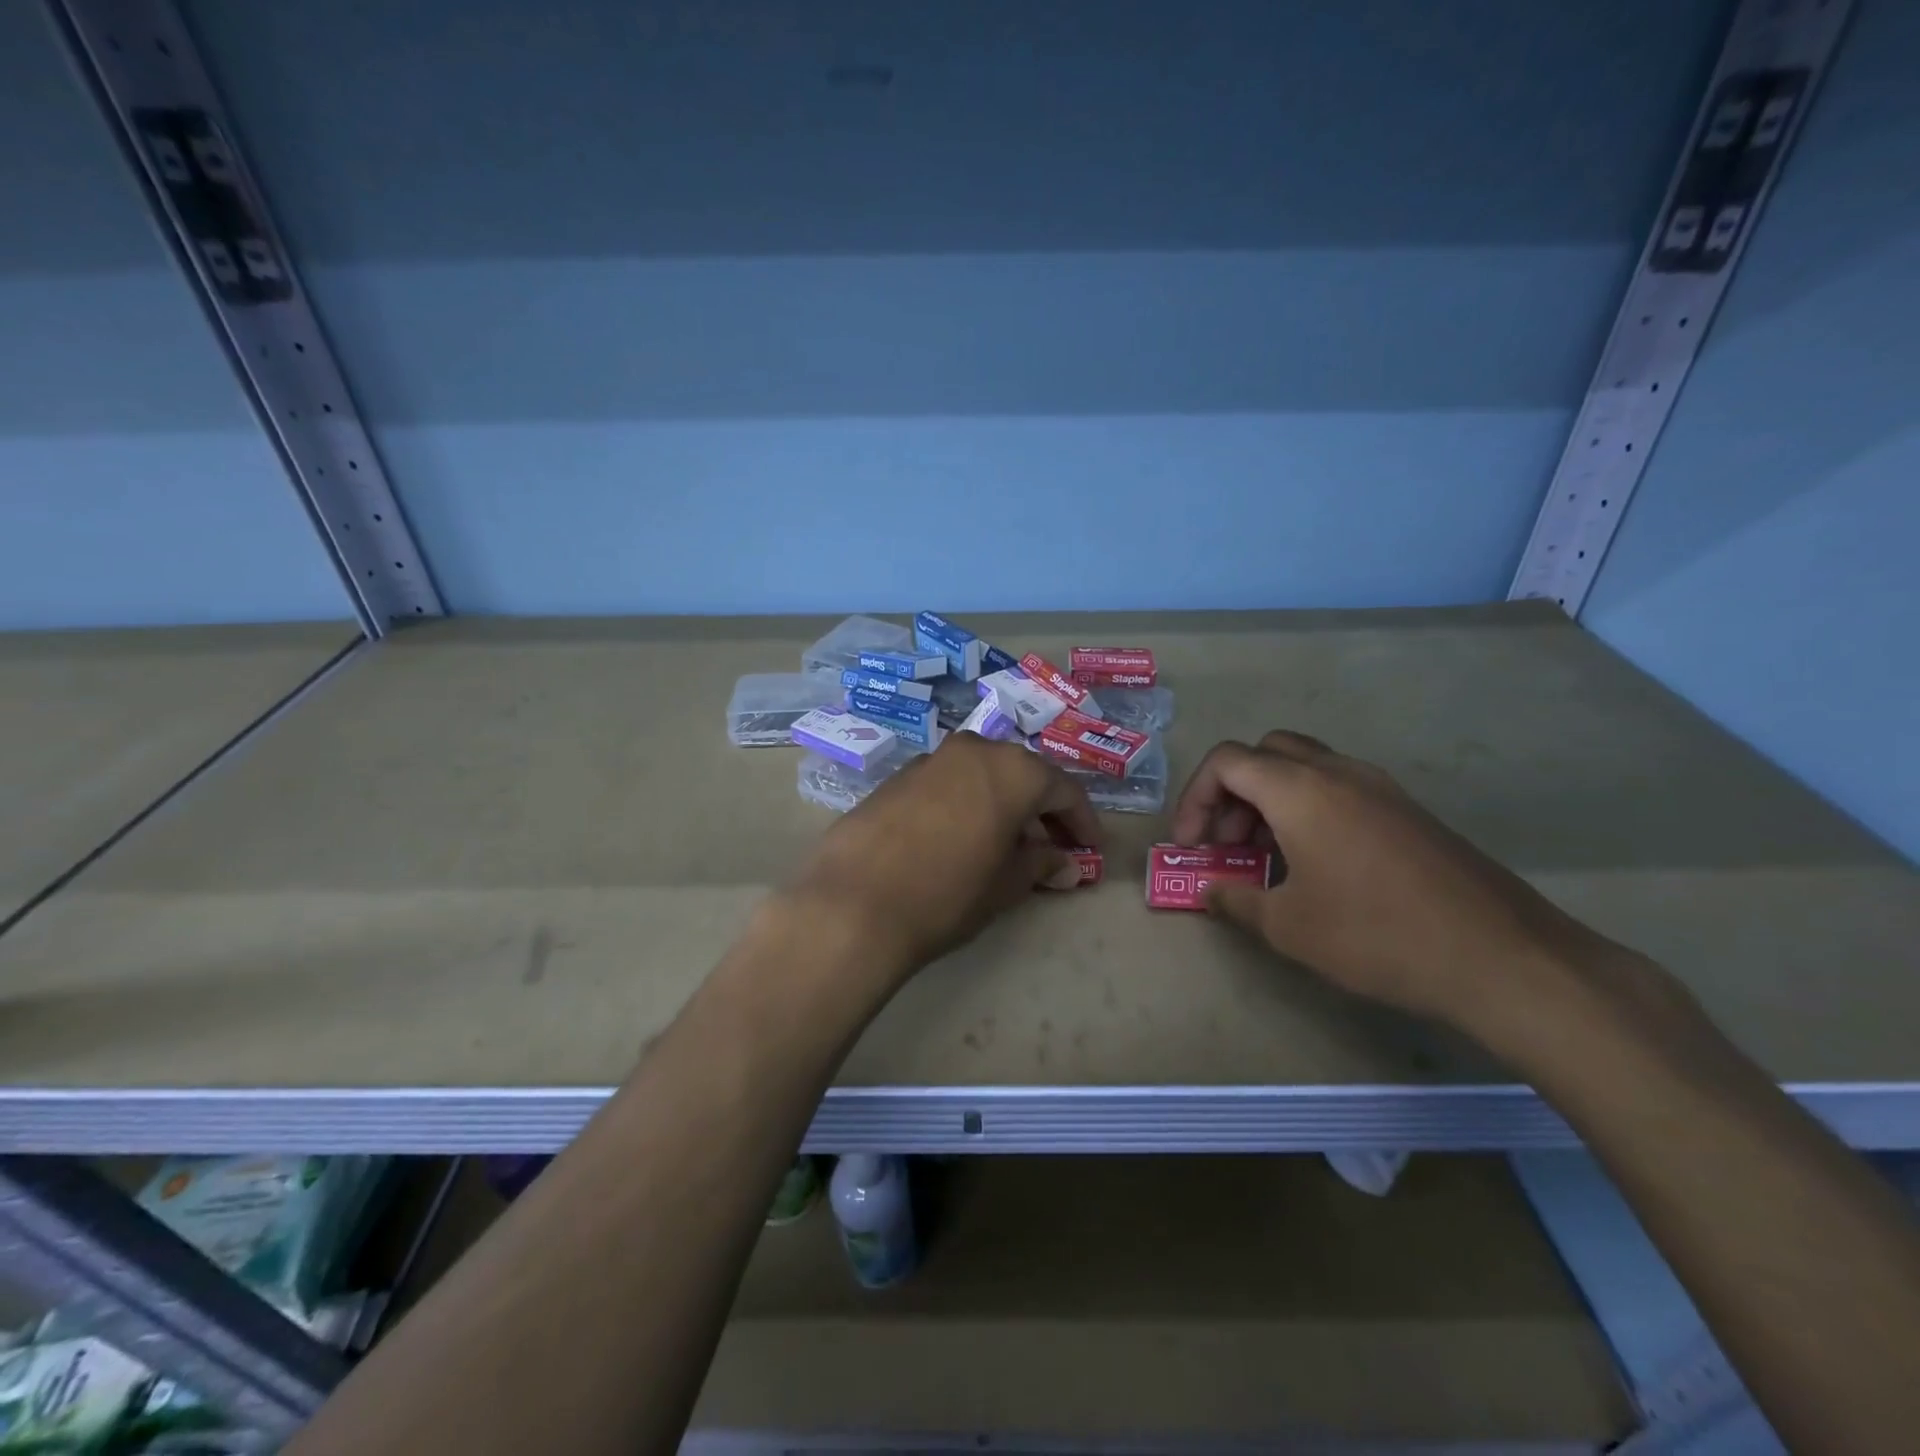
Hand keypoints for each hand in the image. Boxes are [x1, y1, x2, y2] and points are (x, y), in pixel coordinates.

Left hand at [790, 734, 1100, 984]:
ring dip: (1001, 803)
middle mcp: (974, 750)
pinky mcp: (896, 777)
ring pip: (981, 775)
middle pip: (1022, 774)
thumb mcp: (1006, 884)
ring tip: (1006, 843)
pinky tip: (960, 837)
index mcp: (1012, 769)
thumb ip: (1041, 865)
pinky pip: (947, 784)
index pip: (1064, 789)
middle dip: (1041, 809)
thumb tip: (1065, 864)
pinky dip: (965, 803)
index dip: (1082, 821)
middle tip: (1053, 845)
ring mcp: (930, 759)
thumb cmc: (948, 893)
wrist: (854, 902)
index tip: (1091, 849)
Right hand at [1171, 731, 1599, 1039]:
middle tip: (1228, 842)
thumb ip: (1235, 900)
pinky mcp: (1408, 811)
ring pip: (1304, 768)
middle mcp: (1338, 773)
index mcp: (1300, 790)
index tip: (1191, 845)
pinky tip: (1318, 865)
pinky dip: (1308, 809)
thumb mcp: (1288, 927)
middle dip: (1232, 792)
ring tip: (1268, 858)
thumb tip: (1210, 890)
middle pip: (1264, 753)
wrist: (1502, 958)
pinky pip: (1339, 789)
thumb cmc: (1376, 935)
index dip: (1194, 798)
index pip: (1225, 762)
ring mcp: (1380, 788)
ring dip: (1270, 800)